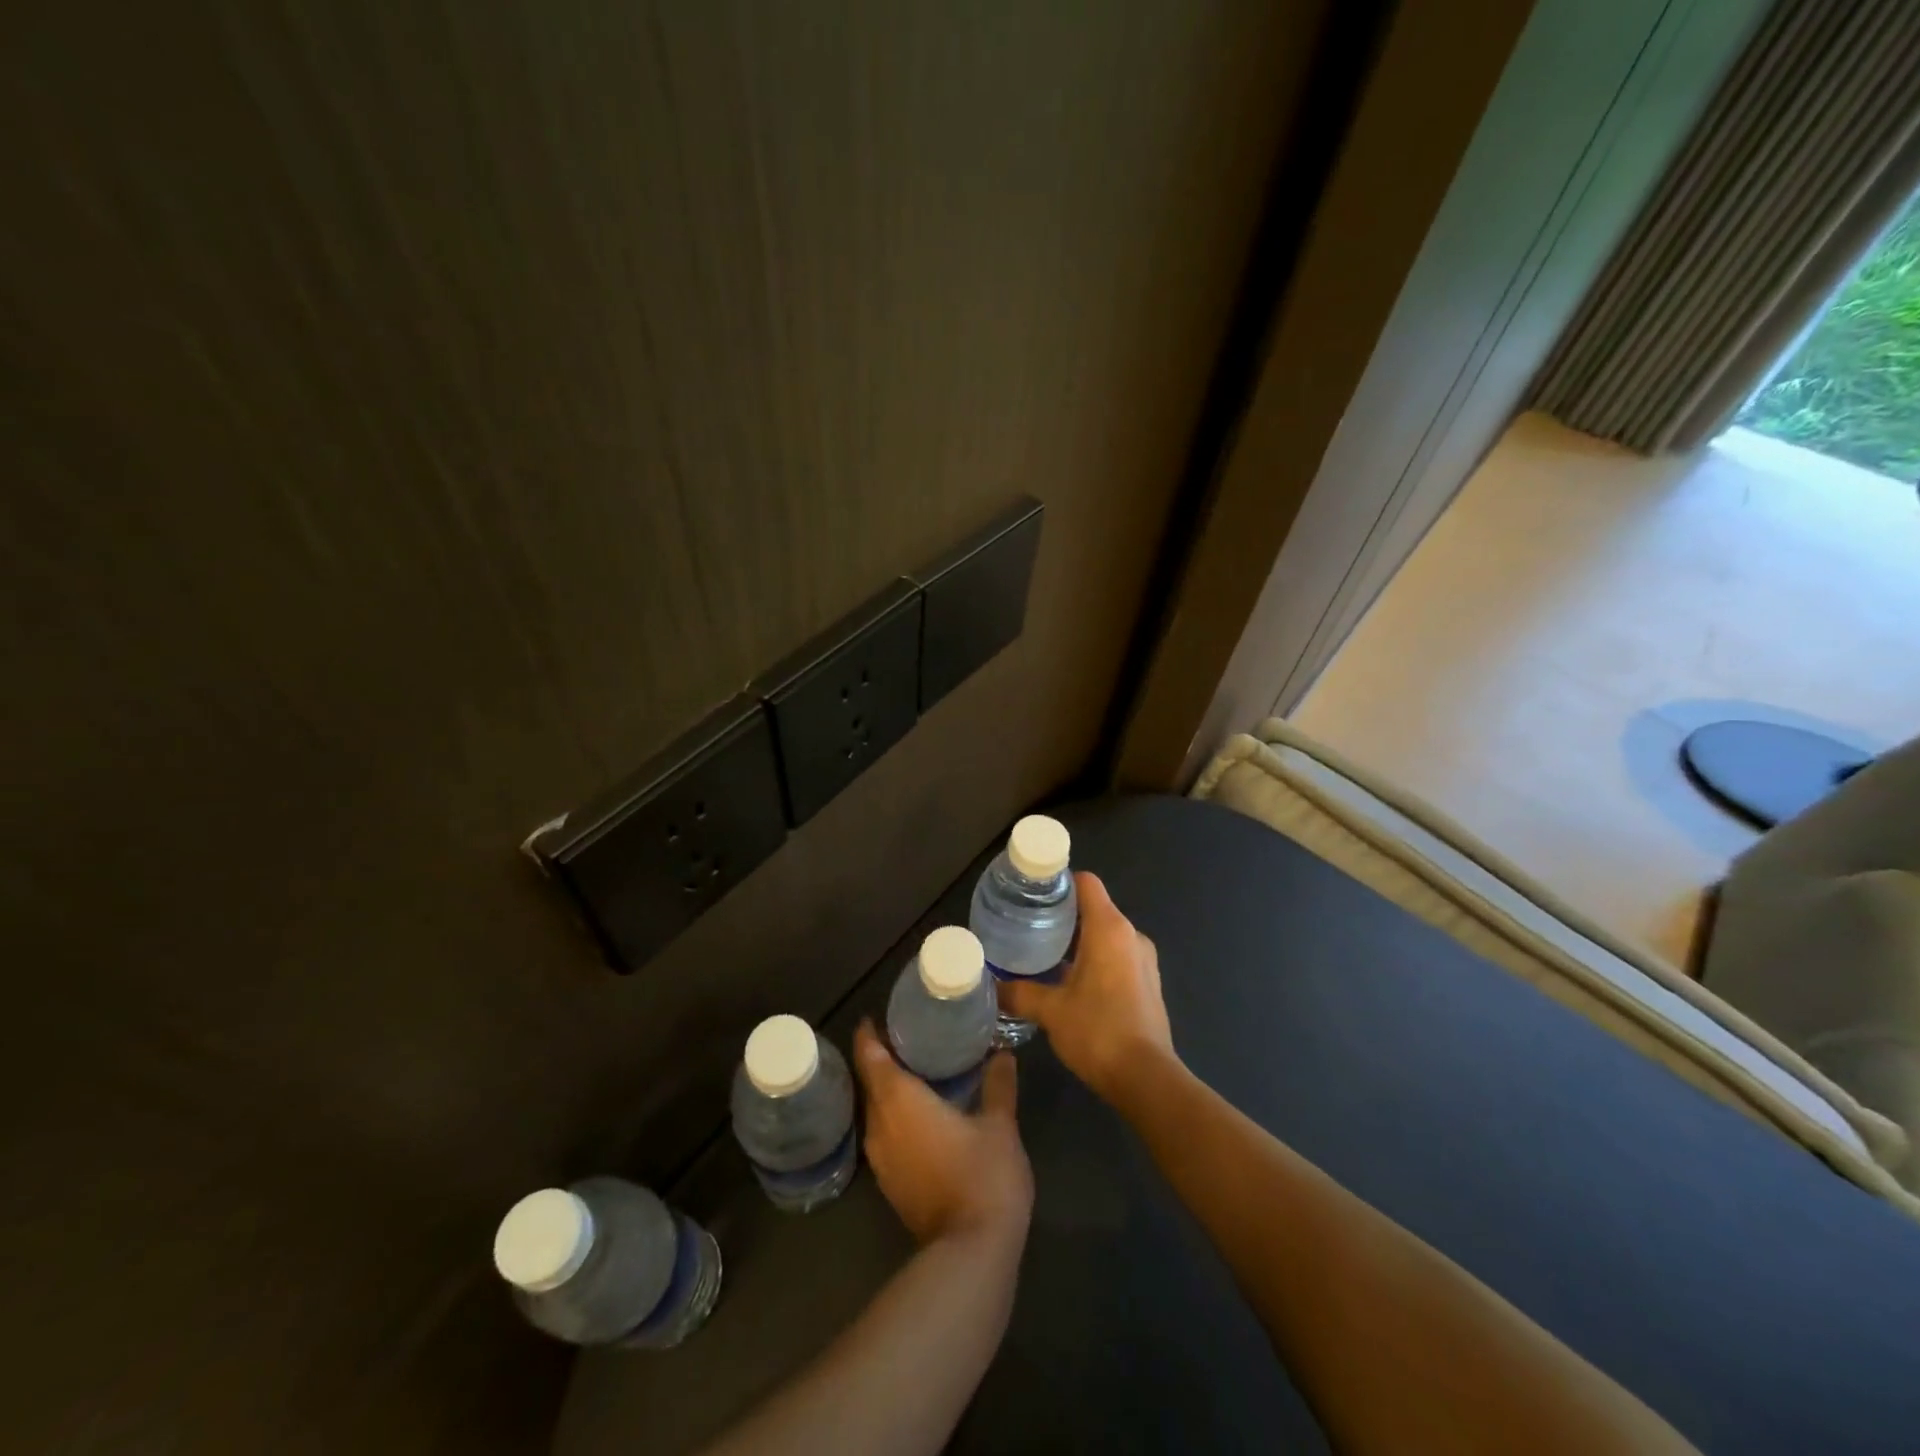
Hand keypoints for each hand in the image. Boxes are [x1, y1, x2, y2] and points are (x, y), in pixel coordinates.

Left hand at [853, 1020, 1032, 1246]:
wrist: (971, 1253)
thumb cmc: (983, 1175)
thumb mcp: (999, 1124)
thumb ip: (998, 1084)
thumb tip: (1003, 1053)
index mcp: (899, 1100)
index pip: (870, 1056)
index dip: (869, 1034)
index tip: (877, 1015)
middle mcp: (880, 1124)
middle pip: (870, 1082)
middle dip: (880, 1058)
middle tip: (906, 1036)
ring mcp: (881, 1159)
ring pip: (876, 1110)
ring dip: (887, 1090)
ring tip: (915, 1069)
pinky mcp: (890, 1184)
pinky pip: (884, 1134)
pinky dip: (895, 1116)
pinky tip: (920, 1113)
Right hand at [999, 872, 1174, 1103]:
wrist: (1146, 1079)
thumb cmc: (1098, 1032)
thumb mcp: (1050, 1011)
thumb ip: (1019, 993)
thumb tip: (991, 986)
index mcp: (1109, 928)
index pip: (1086, 883)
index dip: (1060, 882)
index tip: (1032, 893)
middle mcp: (1131, 935)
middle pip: (1094, 908)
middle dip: (1063, 914)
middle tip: (1027, 926)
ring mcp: (1144, 960)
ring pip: (1106, 934)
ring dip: (1078, 940)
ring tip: (1043, 953)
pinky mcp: (1148, 983)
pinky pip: (1117, 956)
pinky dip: (1095, 959)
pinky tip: (1070, 981)